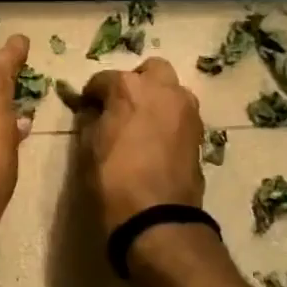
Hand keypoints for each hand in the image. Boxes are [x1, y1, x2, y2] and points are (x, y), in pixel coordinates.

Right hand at [76, 58, 205, 234]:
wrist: (156, 215)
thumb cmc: (112, 178)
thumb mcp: (87, 148)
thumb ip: (90, 121)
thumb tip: (93, 113)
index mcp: (129, 87)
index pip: (103, 80)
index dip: (92, 94)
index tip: (87, 108)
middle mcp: (163, 89)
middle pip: (151, 70)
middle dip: (136, 82)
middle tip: (122, 106)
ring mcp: (186, 109)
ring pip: (173, 90)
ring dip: (158, 98)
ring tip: (143, 123)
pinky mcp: (200, 132)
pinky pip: (182, 114)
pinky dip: (170, 119)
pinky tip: (157, 140)